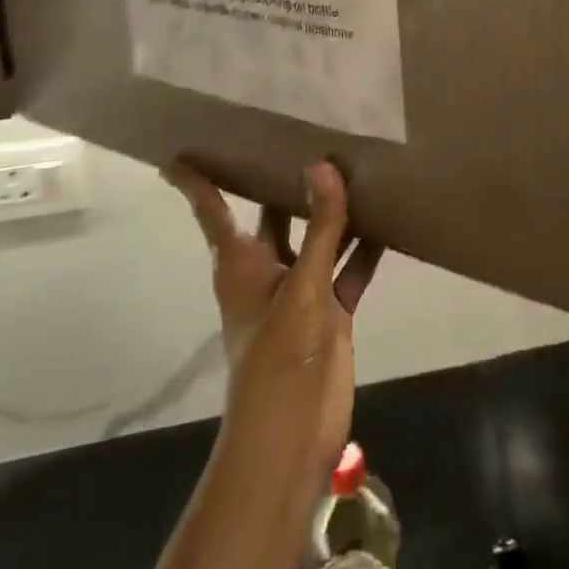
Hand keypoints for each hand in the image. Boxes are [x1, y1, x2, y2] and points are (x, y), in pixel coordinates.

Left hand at [164, 160, 382, 514]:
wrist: (293, 436)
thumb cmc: (279, 356)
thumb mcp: (302, 287)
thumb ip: (320, 227)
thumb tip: (323, 165)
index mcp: (241, 261)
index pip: (211, 208)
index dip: (196, 181)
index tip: (180, 153)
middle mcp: (268, 268)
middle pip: (273, 213)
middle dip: (285, 181)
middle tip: (305, 132)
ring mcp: (300, 290)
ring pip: (317, 237)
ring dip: (334, 211)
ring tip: (359, 165)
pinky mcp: (329, 310)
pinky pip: (348, 269)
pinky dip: (364, 249)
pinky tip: (389, 221)